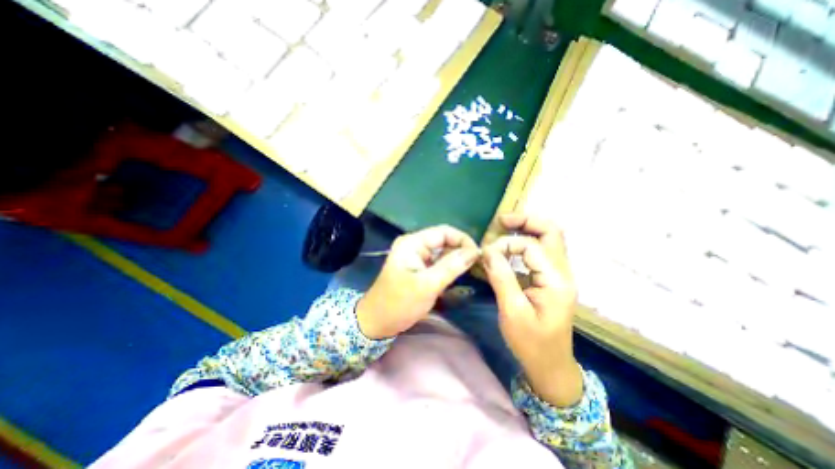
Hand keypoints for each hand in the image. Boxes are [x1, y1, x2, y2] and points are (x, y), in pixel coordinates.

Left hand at [355, 225, 479, 337]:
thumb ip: (451, 266)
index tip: (478, 255)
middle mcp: (414, 245)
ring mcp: (416, 257)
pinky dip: (450, 267)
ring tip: (473, 269)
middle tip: (478, 264)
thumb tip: (474, 252)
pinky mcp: (419, 268)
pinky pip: (438, 263)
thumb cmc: (399, 303)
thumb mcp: (427, 285)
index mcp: (412, 243)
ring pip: (443, 252)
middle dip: (461, 250)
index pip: (444, 232)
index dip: (462, 240)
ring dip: (457, 259)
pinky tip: (460, 275)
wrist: (377, 323)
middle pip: (444, 240)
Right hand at [480, 213, 582, 407]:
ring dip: (528, 228)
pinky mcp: (552, 279)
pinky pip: (542, 251)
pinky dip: (527, 242)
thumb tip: (487, 250)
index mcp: (556, 281)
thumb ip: (501, 277)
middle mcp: (563, 273)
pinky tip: (511, 245)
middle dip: (527, 221)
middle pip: (552, 232)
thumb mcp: (512, 311)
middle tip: (502, 220)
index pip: (530, 247)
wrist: (550, 366)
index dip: (506, 245)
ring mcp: (559, 275)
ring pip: (549, 239)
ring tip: (505, 225)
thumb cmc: (531, 343)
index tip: (485, 253)